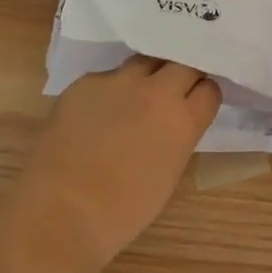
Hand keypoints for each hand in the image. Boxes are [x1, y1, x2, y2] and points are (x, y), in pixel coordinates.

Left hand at [19, 56, 220, 267]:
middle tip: (172, 93)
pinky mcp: (85, 82)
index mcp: (183, 120)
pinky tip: (96, 114)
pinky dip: (109, 91)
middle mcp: (156, 91)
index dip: (203, 96)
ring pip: (145, 62)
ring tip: (135, 97)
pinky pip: (107, 78)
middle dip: (182, 76)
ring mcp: (119, 82)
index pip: (209, 89)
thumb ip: (178, 138)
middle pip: (182, 64)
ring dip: (148, 76)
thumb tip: (172, 125)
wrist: (62, 209)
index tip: (196, 104)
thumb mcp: (169, 173)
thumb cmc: (123, 210)